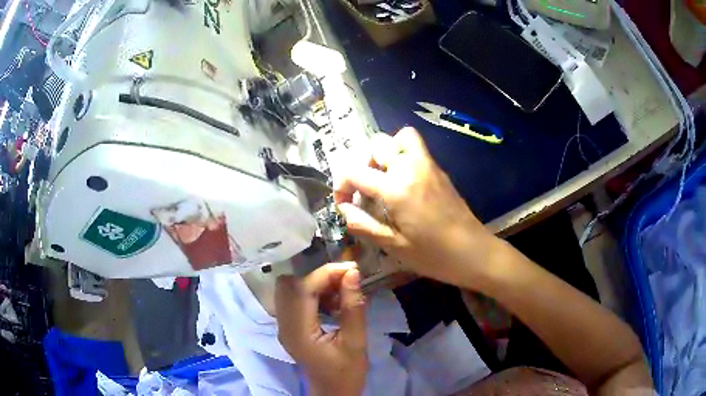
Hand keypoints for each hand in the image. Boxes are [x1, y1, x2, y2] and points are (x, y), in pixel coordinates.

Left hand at [275, 262, 366, 395]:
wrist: (333, 392)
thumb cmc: (347, 372)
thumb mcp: (356, 342)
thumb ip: (353, 307)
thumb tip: (352, 273)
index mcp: (298, 332)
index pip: (303, 290)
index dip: (326, 273)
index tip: (352, 269)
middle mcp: (284, 325)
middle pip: (290, 285)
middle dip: (318, 277)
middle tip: (346, 281)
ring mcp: (283, 326)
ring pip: (290, 289)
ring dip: (315, 284)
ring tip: (342, 293)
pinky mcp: (288, 327)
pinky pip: (294, 299)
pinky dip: (313, 294)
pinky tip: (333, 303)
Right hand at [334, 127, 498, 287]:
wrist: (474, 252)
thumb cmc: (433, 255)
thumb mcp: (393, 246)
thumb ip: (363, 225)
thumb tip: (343, 210)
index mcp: (395, 188)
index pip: (354, 171)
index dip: (340, 185)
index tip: (343, 204)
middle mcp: (410, 167)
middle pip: (376, 145)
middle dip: (362, 164)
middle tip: (364, 189)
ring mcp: (427, 165)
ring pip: (399, 137)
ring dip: (385, 153)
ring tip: (384, 179)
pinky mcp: (439, 170)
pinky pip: (416, 148)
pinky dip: (403, 154)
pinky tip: (403, 183)